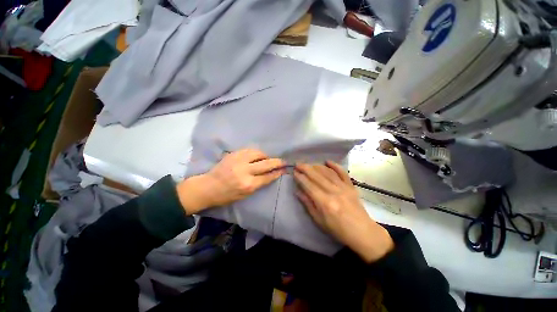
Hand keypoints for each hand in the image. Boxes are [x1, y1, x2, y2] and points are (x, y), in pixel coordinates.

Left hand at [176, 149, 284, 214]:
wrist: (208, 187)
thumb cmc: (226, 195)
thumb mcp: (245, 195)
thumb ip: (258, 184)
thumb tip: (270, 175)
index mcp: (248, 185)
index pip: (267, 177)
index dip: (277, 172)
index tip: (284, 169)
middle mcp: (245, 171)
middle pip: (266, 164)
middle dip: (277, 162)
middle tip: (283, 161)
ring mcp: (238, 160)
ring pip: (258, 153)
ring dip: (265, 156)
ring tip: (267, 158)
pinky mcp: (233, 154)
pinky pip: (249, 150)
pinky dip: (256, 152)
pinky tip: (257, 155)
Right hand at [293, 161, 393, 262]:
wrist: (362, 232)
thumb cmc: (338, 230)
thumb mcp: (319, 220)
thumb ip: (308, 204)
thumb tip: (298, 192)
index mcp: (324, 202)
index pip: (309, 185)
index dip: (300, 178)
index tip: (294, 172)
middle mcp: (333, 192)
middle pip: (317, 176)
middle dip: (306, 168)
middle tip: (298, 164)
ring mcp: (343, 188)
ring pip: (328, 173)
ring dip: (317, 166)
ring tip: (309, 164)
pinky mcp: (351, 186)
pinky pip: (343, 173)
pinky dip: (335, 166)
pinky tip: (328, 161)